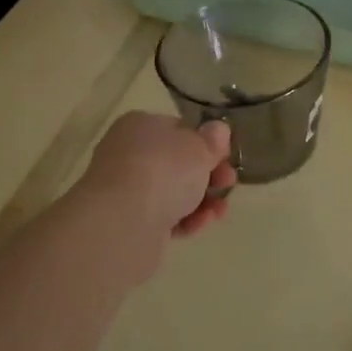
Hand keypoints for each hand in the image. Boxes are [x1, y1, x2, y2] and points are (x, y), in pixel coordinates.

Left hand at [78, 111, 235, 242]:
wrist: (123, 223)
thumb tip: (218, 131)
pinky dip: (185, 220)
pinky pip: (163, 217)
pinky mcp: (128, 222)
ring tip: (220, 211)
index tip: (226, 156)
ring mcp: (126, 190)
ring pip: (173, 192)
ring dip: (202, 200)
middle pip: (177, 162)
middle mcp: (128, 153)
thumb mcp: (199, 148)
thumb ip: (212, 140)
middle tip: (228, 183)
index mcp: (141, 125)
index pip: (178, 129)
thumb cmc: (164, 171)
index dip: (206, 142)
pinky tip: (201, 224)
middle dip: (208, 174)